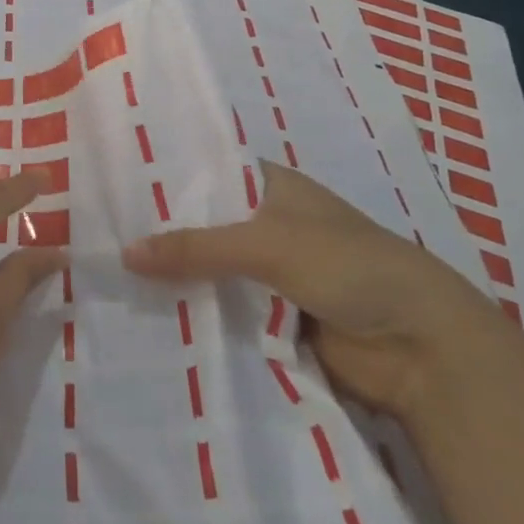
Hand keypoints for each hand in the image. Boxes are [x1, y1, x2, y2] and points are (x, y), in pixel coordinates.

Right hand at [121, 158, 498, 417]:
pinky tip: (149, 316)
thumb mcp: (268, 244)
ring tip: (109, 278)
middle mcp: (268, 225)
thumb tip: (125, 253)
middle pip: (204, 227)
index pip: (206, 174)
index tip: (112, 188)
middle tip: (100, 239)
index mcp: (272, 188)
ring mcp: (271, 275)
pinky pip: (224, 310)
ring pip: (211, 272)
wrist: (424, 349)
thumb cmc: (349, 267)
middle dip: (162, 236)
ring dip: (176, 279)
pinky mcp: (273, 320)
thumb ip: (196, 247)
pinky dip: (197, 313)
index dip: (165, 181)